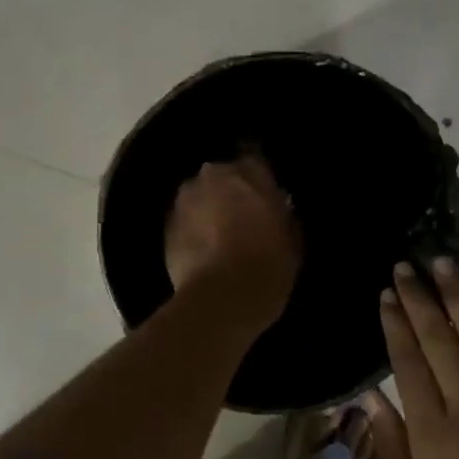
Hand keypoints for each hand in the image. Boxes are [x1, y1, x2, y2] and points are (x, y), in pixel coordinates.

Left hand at [164, 154, 301, 323]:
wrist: (221, 299)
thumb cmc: (268, 266)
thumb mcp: (292, 240)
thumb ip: (283, 215)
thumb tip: (277, 207)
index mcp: (248, 173)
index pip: (255, 159)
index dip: (259, 178)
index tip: (265, 194)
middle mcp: (212, 176)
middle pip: (222, 177)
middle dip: (230, 192)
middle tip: (243, 217)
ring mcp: (184, 200)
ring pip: (200, 197)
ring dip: (208, 209)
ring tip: (220, 236)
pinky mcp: (166, 226)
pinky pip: (185, 221)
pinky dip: (193, 230)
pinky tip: (204, 251)